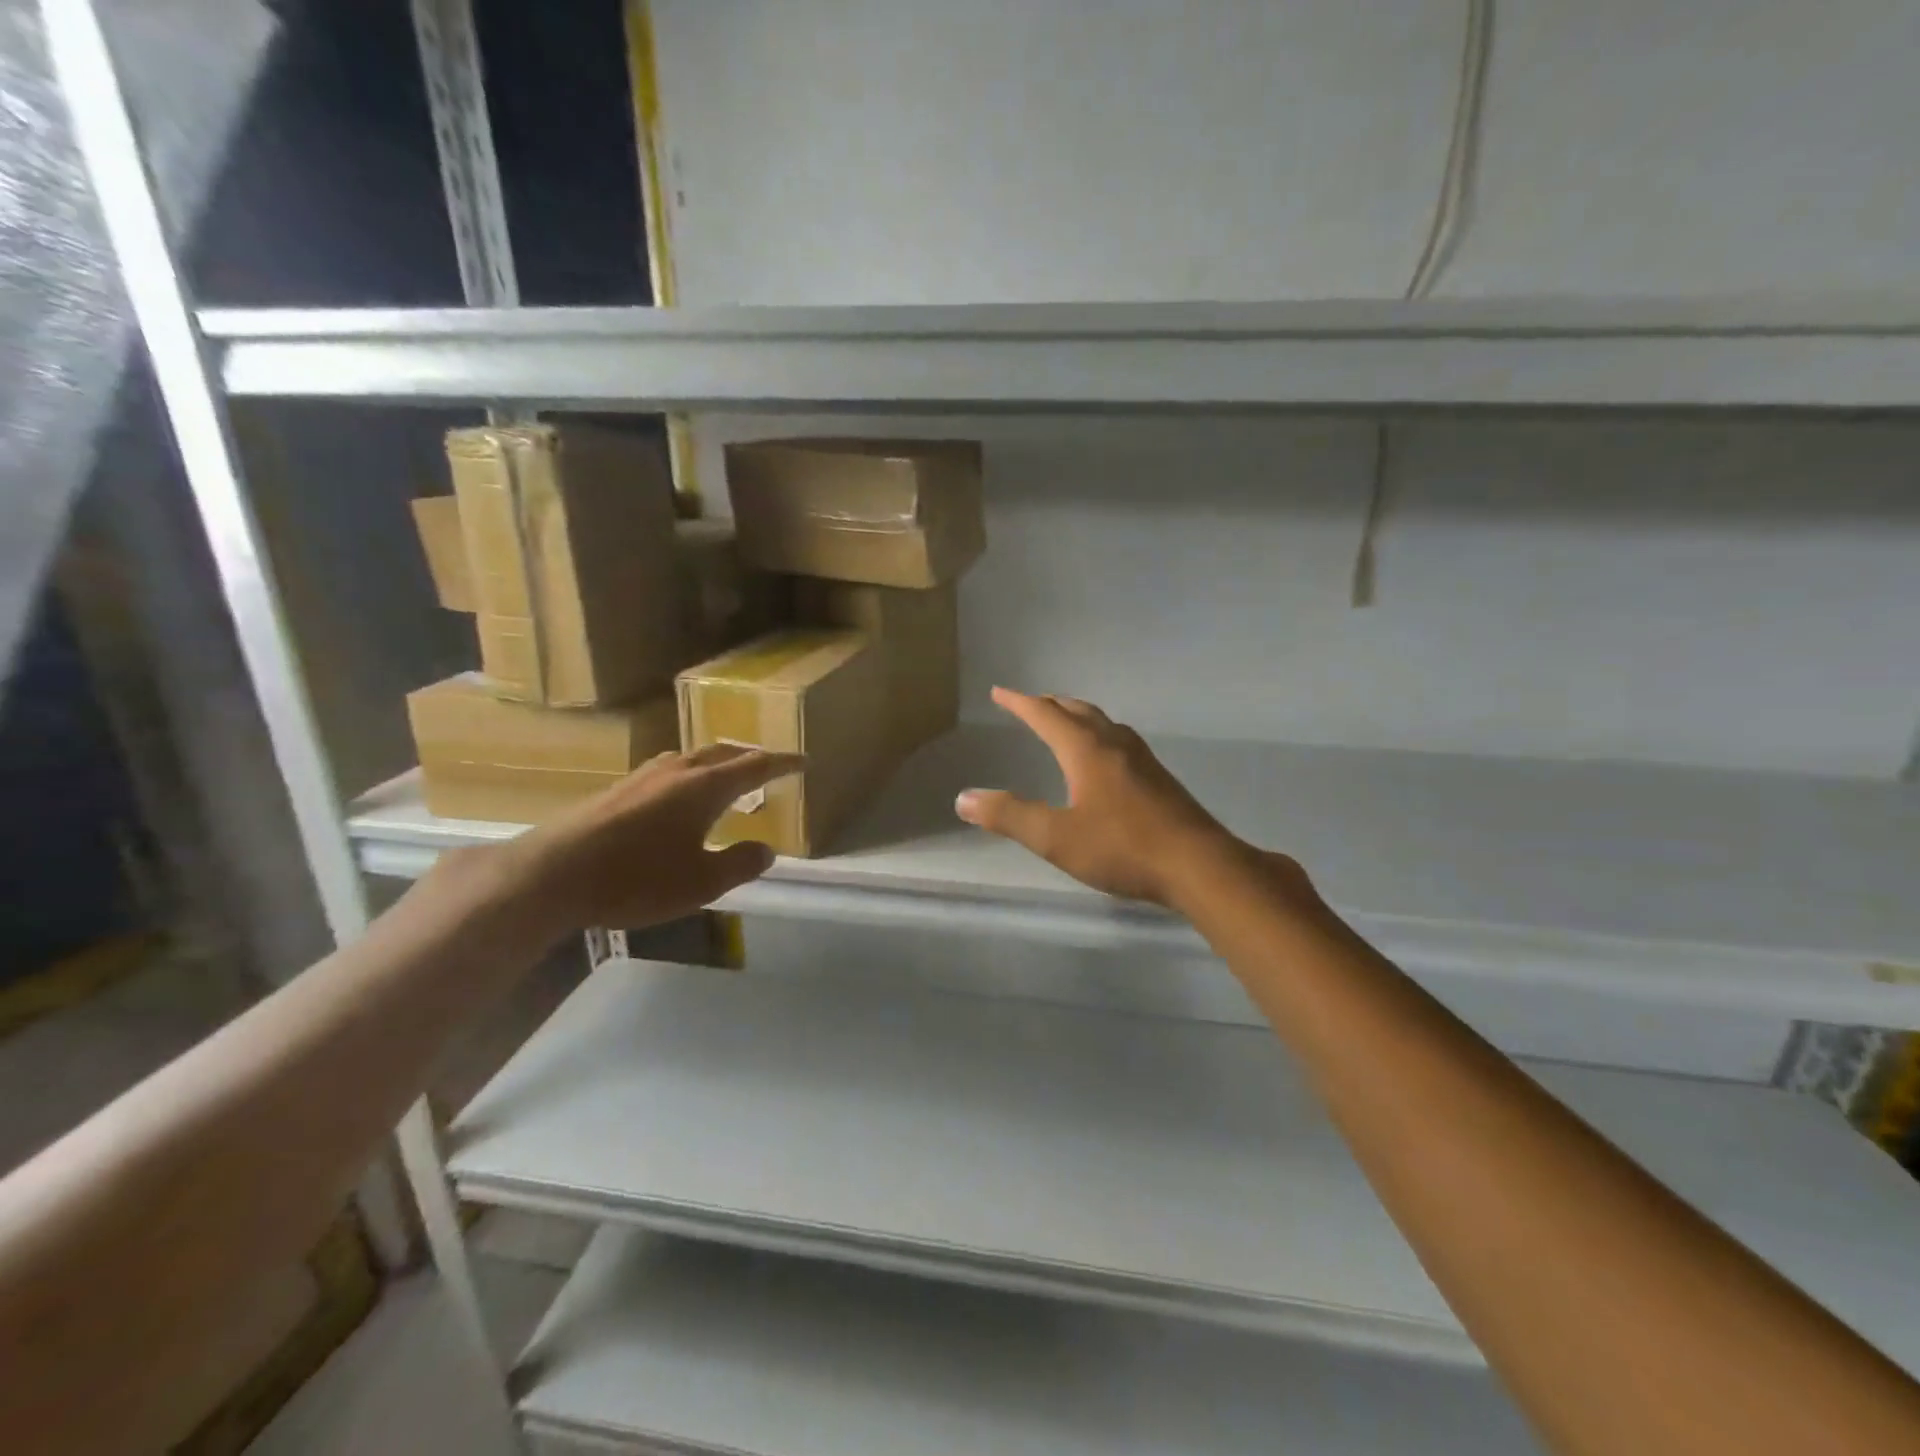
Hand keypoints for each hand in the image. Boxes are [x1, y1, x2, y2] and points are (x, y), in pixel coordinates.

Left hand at [497, 744, 803, 935]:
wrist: (553, 874)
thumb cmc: (637, 878)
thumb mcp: (701, 882)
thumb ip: (739, 864)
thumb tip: (766, 849)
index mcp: (705, 787)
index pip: (755, 766)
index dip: (783, 764)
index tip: (804, 762)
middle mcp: (677, 771)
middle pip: (723, 753)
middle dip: (750, 757)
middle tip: (769, 767)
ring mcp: (643, 777)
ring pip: (692, 759)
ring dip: (717, 763)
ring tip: (726, 778)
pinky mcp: (618, 790)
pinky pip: (669, 771)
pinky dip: (690, 776)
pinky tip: (678, 797)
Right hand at [955, 687, 1267, 907]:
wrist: (1197, 865)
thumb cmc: (1122, 847)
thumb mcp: (1056, 837)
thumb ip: (1010, 816)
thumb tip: (964, 798)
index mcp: (1086, 750)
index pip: (1046, 714)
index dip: (1020, 703)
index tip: (999, 692)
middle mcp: (1114, 744)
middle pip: (1078, 711)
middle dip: (1050, 705)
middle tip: (1030, 704)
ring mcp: (1142, 759)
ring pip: (1103, 724)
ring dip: (1077, 717)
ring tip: (1064, 723)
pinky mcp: (1158, 779)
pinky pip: (1119, 742)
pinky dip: (1098, 736)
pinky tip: (1104, 760)